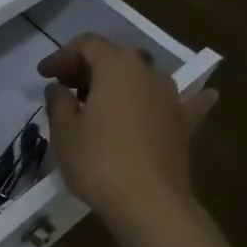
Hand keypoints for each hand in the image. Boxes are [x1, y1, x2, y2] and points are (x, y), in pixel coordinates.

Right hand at [38, 34, 215, 228]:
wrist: (148, 202)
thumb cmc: (97, 160)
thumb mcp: (63, 130)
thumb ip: (58, 102)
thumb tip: (59, 88)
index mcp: (116, 67)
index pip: (87, 45)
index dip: (62, 56)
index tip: (44, 75)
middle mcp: (149, 73)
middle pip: (116, 57)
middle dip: (88, 67)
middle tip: (65, 87)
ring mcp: (172, 98)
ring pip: (143, 77)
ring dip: (120, 82)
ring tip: (100, 99)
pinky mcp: (184, 125)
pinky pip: (184, 103)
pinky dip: (179, 98)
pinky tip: (203, 94)